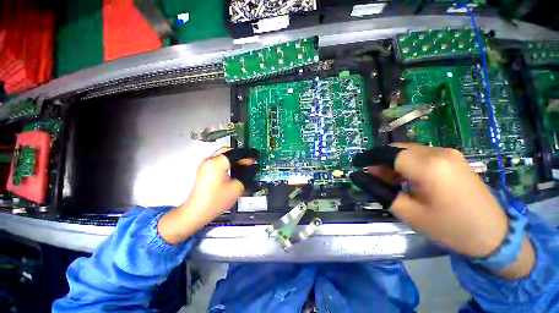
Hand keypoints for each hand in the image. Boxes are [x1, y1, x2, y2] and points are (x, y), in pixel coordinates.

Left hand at [158, 147, 257, 243]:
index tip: (253, 160)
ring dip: (233, 159)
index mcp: (216, 163)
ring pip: (222, 155)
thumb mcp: (237, 188)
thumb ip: (245, 176)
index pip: (234, 153)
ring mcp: (205, 165)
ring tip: (242, 166)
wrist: (197, 212)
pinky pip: (218, 161)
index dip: (246, 156)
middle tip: (248, 161)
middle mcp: (209, 161)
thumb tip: (249, 170)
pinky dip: (227, 163)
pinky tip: (233, 170)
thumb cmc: (215, 201)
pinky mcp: (204, 171)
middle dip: (239, 155)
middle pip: (227, 151)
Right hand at [350, 143, 509, 258]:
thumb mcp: (406, 211)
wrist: (493, 234)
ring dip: (392, 162)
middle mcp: (437, 152)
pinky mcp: (453, 157)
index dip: (367, 157)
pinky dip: (406, 163)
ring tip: (388, 180)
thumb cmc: (448, 227)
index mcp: (426, 166)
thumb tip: (358, 175)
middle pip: (396, 149)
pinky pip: (420, 155)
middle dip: (380, 161)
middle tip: (372, 176)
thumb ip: (378, 189)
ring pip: (407, 151)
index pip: (386, 153)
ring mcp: (448, 152)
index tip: (355, 164)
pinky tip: (406, 178)